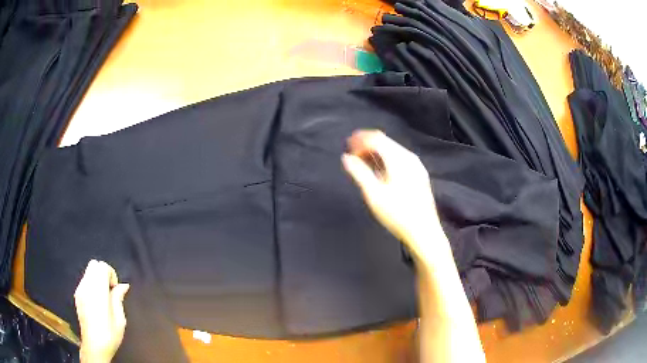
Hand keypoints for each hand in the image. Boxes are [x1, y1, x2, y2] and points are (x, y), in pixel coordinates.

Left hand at [75, 260, 129, 362]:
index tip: (115, 289)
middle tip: (110, 290)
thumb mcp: (119, 319)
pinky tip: (96, 301)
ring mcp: (80, 290)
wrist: (94, 346)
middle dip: (104, 273)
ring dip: (97, 279)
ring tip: (104, 297)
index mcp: (97, 291)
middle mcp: (86, 286)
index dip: (111, 274)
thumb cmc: (109, 334)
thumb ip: (118, 298)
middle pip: (94, 264)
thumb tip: (123, 286)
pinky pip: (85, 281)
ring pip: (88, 271)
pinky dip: (92, 284)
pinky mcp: (77, 295)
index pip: (102, 266)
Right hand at [342, 130, 444, 260]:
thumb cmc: (397, 214)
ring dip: (376, 151)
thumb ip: (359, 173)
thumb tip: (346, 157)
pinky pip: (399, 158)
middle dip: (367, 144)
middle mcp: (409, 157)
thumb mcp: (374, 194)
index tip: (346, 145)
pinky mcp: (419, 175)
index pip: (377, 139)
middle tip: (352, 152)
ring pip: (393, 150)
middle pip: (385, 141)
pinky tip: (380, 170)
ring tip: (362, 160)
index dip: (360, 139)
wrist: (424, 232)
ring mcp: (417, 166)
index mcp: (399, 159)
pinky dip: (386, 159)